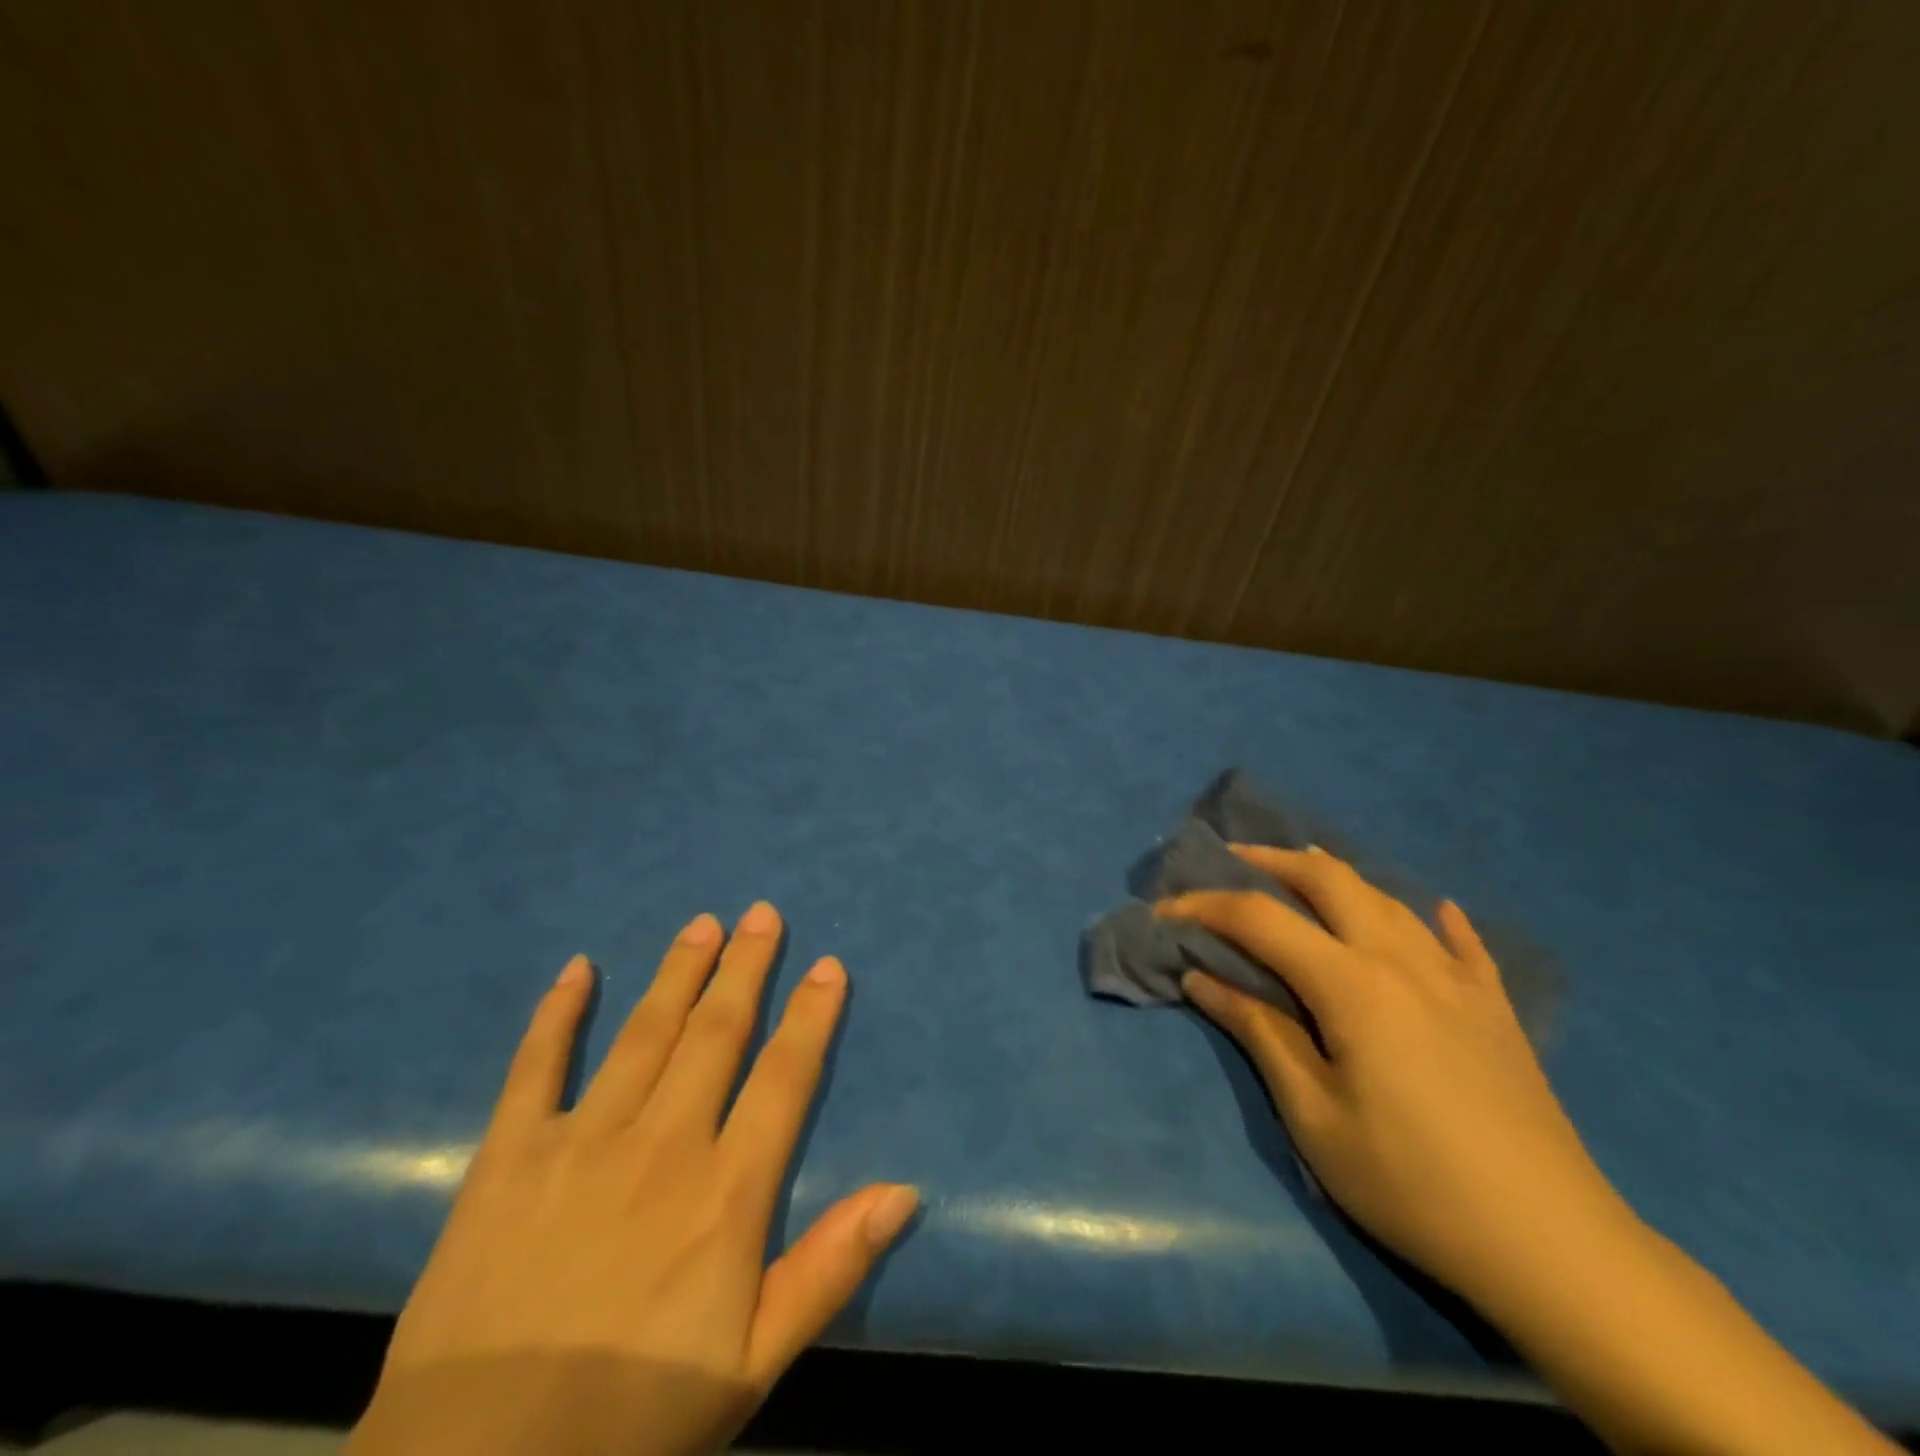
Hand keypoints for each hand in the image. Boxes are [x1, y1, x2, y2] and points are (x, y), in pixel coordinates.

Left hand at [350, 903, 918, 1455]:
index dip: (810, 1016)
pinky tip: (578, 968)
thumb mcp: (754, 1361)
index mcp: (725, 1193)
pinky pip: (536, 1068)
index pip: (783, 1078)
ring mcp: (582, 1141)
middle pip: (716, 1034)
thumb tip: (905, 1191)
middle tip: (762, 913)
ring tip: (703, 924)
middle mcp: (662, 1144)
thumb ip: (831, 1267)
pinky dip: (557, 1015)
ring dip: (678, 973)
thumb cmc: (632, 1419)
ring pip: (644, 1033)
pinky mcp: (509, 1155)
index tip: (827, 965)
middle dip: (745, 968)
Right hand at [1164, 850, 1900, 1454]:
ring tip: (1302, 877)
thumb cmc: (1411, 1182)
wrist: (1553, 1245)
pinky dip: (1435, 919)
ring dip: (1336, 878)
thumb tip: (1202, 977)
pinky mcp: (1494, 1007)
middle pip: (1329, 880)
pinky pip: (1462, 943)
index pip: (1261, 919)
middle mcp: (1402, 960)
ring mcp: (1456, 979)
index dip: (1205, 906)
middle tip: (1231, 863)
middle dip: (1271, 861)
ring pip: (1387, 897)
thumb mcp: (1314, 1116)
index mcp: (1352, 984)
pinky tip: (1434, 912)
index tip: (1164, 911)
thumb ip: (1259, 1032)